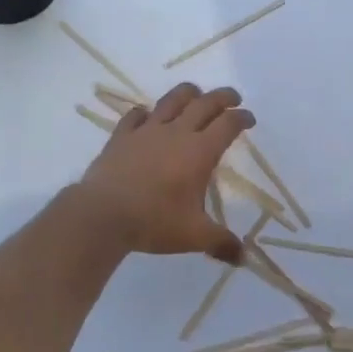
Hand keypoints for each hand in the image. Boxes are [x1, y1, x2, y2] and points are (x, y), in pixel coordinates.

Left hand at [76, 83, 253, 263]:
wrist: (103, 214)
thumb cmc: (154, 222)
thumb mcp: (194, 236)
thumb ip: (221, 243)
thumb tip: (243, 258)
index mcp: (199, 152)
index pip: (227, 125)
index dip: (241, 118)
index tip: (249, 118)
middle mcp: (176, 133)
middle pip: (204, 104)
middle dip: (222, 97)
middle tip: (232, 97)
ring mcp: (146, 131)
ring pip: (171, 100)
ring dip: (187, 93)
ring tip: (195, 93)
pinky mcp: (122, 136)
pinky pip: (135, 115)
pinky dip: (145, 113)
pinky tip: (146, 115)